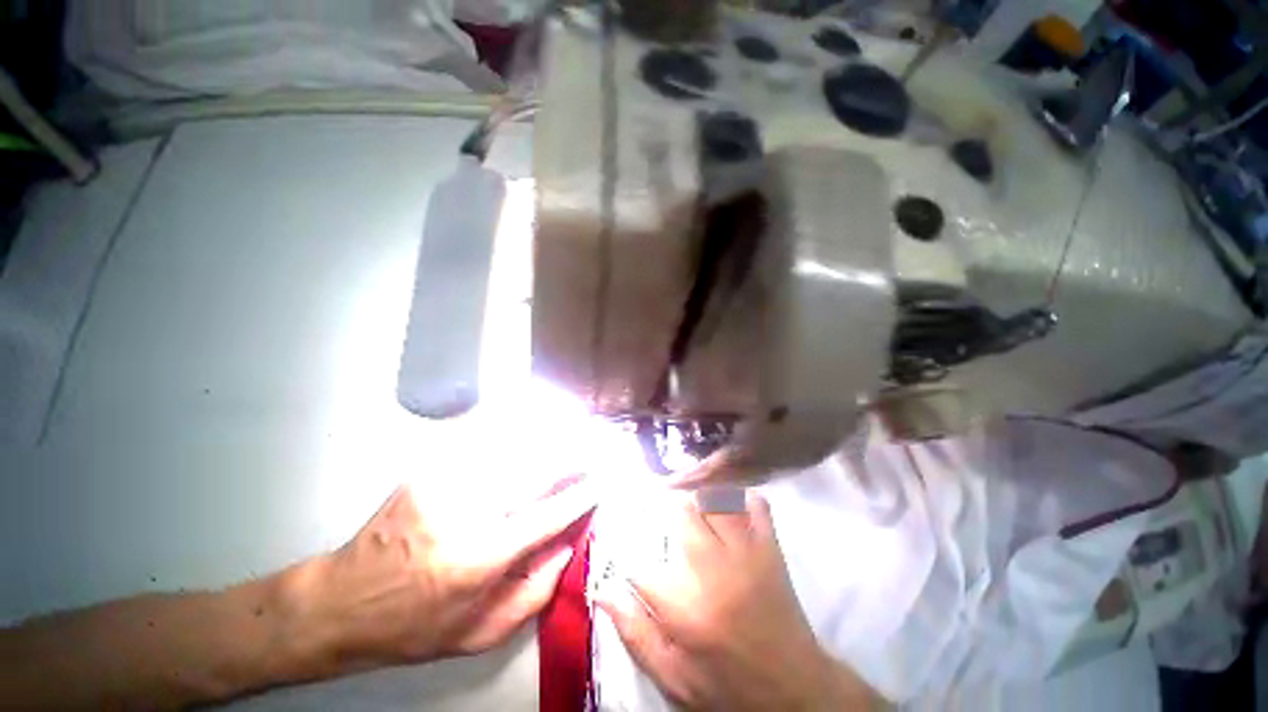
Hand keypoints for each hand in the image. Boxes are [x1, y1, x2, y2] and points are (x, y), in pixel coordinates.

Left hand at [289, 478, 596, 672]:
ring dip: (544, 449)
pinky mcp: (429, 472)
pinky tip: (523, 450)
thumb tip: (570, 545)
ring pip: (512, 454)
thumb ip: (536, 591)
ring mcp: (444, 485)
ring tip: (567, 444)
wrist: (341, 601)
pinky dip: (511, 449)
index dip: (578, 498)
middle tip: (590, 454)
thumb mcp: (480, 633)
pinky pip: (484, 452)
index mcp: (478, 559)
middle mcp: (464, 512)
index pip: (546, 517)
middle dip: (568, 460)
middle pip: (533, 472)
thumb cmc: (413, 627)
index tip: (599, 485)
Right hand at [596, 493, 879, 710]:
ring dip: (698, 496)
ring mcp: (746, 554)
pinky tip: (726, 500)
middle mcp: (714, 570)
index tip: (626, 544)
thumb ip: (635, 634)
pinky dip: (738, 495)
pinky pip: (754, 504)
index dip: (627, 548)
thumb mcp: (674, 679)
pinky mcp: (770, 549)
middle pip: (681, 514)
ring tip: (688, 500)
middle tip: (660, 516)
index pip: (640, 560)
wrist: (795, 692)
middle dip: (665, 512)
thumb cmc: (728, 687)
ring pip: (716, 499)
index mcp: (685, 608)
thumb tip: (603, 592)